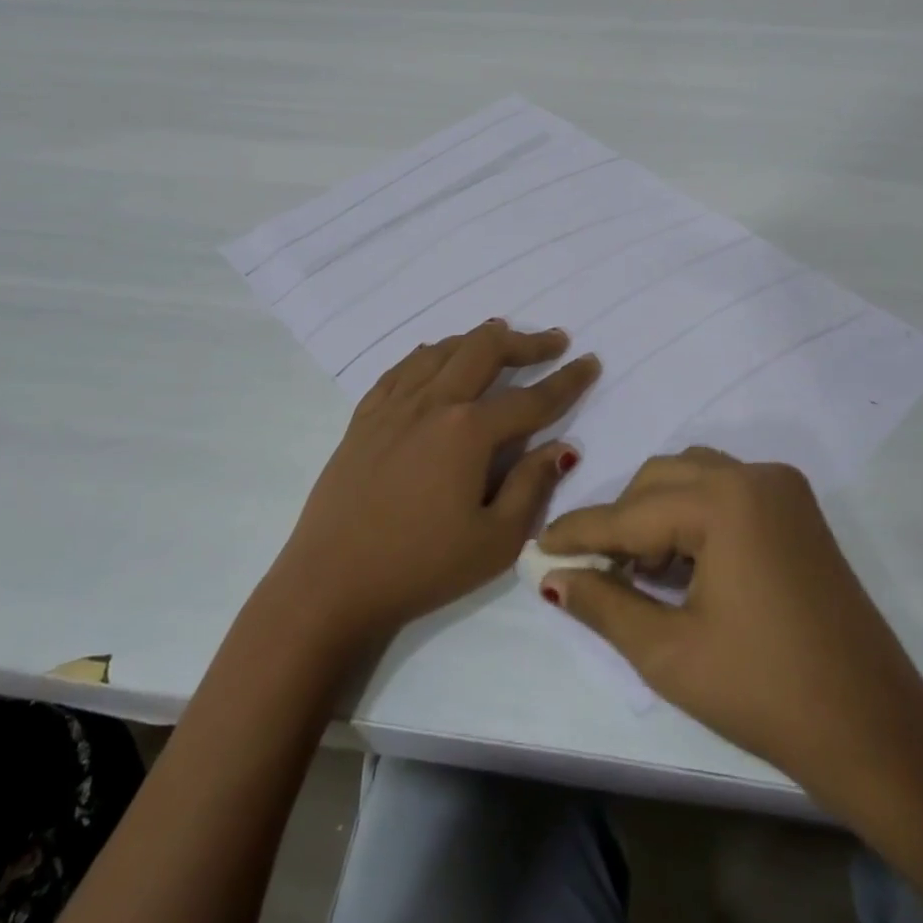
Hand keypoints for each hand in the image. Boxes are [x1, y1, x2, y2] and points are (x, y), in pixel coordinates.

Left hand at [272, 318, 599, 649]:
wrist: (331, 582)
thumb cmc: (421, 567)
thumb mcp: (495, 541)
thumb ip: (532, 486)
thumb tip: (562, 447)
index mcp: (468, 431)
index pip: (531, 398)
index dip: (567, 380)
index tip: (590, 362)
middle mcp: (432, 402)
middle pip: (485, 351)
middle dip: (525, 342)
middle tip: (552, 341)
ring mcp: (393, 404)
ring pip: (442, 350)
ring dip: (478, 340)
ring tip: (500, 339)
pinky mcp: (365, 416)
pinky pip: (403, 367)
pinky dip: (430, 354)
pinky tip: (437, 356)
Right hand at [539, 447, 922, 795]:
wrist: (876, 733)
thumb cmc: (765, 693)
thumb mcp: (669, 653)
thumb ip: (603, 603)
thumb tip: (551, 578)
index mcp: (724, 500)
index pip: (629, 512)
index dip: (579, 532)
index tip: (538, 545)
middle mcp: (754, 475)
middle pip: (659, 479)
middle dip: (621, 520)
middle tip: (594, 569)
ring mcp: (783, 489)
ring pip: (692, 478)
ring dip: (656, 514)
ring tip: (639, 572)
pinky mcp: (799, 511)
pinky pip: (727, 492)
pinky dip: (694, 517)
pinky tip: (682, 566)